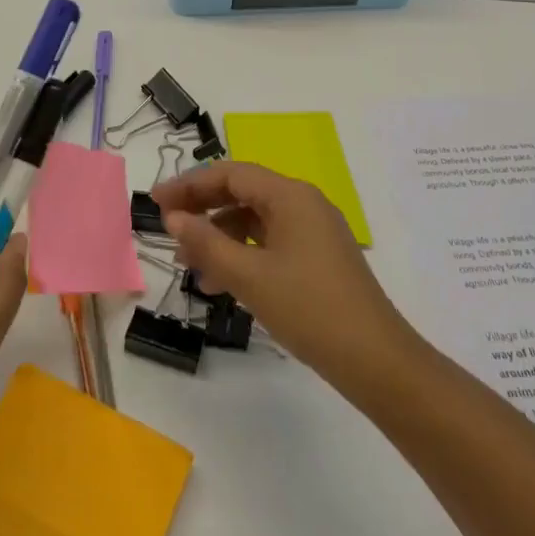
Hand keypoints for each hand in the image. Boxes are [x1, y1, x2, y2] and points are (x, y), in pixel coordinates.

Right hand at [151, 161, 420, 403]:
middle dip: (203, 209)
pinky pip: (270, 242)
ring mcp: (314, 231)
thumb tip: (174, 217)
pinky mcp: (318, 257)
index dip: (190, 185)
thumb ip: (206, 243)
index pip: (231, 173)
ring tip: (188, 265)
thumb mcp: (249, 276)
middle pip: (243, 192)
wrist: (377, 361)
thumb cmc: (309, 309)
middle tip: (167, 227)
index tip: (157, 202)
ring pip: (255, 220)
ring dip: (220, 236)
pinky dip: (242, 255)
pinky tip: (221, 284)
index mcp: (290, 195)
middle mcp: (303, 203)